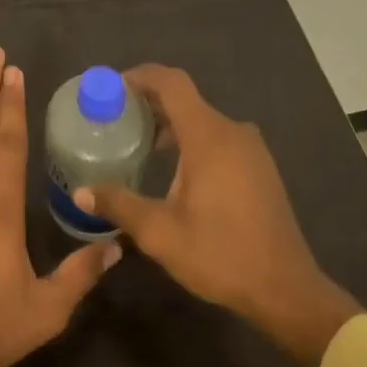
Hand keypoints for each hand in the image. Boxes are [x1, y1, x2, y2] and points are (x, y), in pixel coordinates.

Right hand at [76, 65, 360, 366]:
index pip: (171, 82)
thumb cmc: (220, 255)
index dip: (140, 77)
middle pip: (185, 99)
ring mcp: (251, 148)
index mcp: (208, 136)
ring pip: (202, 119)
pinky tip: (173, 169)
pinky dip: (191, 139)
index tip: (112, 89)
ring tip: (139, 145)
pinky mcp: (259, 166)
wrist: (285, 289)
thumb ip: (119, 204)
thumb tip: (80, 192)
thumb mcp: (160, 233)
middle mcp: (232, 131)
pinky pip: (218, 137)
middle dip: (148, 103)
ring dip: (170, 124)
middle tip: (115, 120)